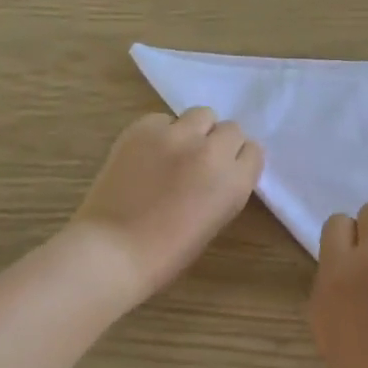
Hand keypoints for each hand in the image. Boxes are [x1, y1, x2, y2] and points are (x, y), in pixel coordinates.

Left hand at [68, 109, 263, 305]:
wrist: (115, 249)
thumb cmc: (167, 252)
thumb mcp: (214, 220)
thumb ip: (223, 188)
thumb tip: (216, 171)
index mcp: (235, 182)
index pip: (253, 151)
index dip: (237, 161)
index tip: (224, 172)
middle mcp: (212, 151)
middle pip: (230, 129)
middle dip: (218, 143)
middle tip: (199, 162)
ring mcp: (177, 135)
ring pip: (201, 115)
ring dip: (194, 130)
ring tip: (175, 151)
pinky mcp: (144, 128)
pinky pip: (163, 119)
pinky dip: (160, 132)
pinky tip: (146, 155)